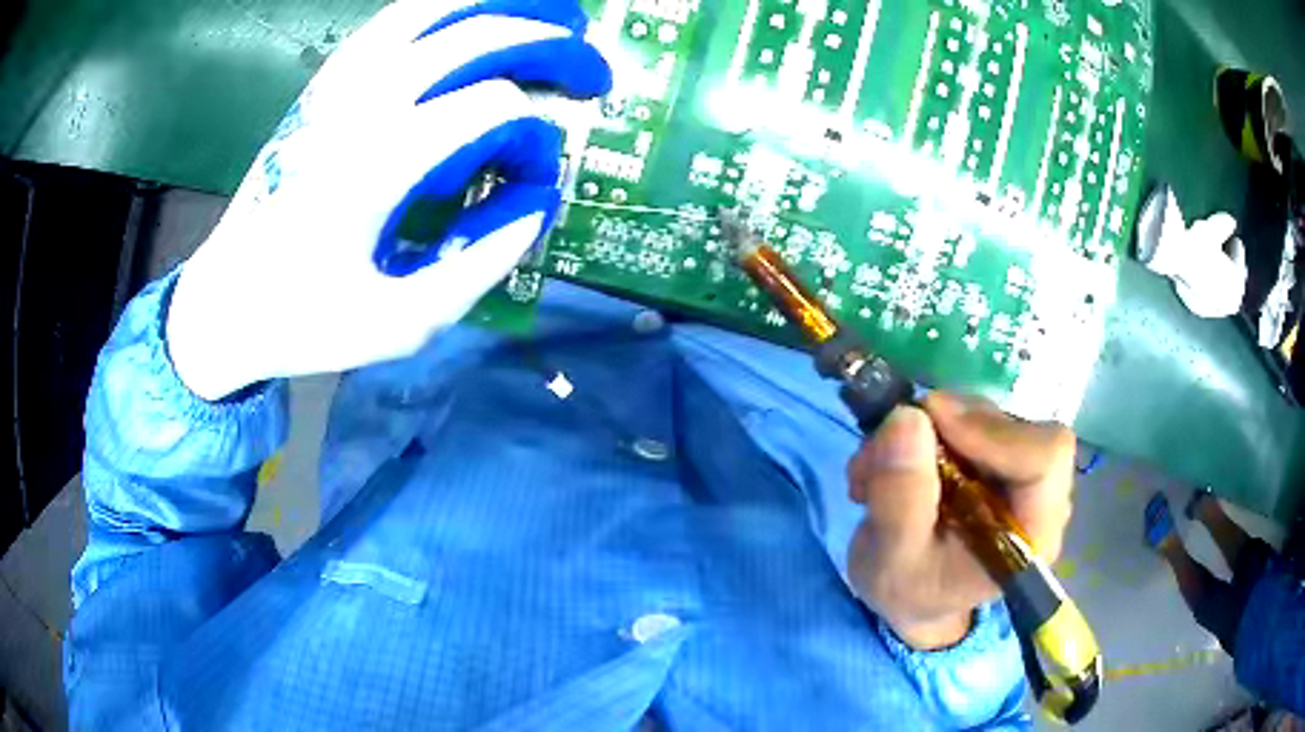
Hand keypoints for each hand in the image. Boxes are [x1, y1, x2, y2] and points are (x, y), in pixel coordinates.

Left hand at [166, 0, 611, 399]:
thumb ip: (479, 261)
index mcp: (379, 163)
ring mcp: (338, 85)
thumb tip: (537, 202)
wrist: (226, 300)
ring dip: (503, 6)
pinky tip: (475, 18)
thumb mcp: (401, 323)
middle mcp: (361, 105)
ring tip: (552, 17)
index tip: (535, 182)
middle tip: (593, 68)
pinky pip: (393, 22)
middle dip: (551, 45)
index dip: (533, 140)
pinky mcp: (324, 85)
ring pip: (435, 10)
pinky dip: (446, 9)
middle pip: (479, 37)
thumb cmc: (307, 319)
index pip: (494, 110)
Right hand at [846, 393, 1074, 649]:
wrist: (914, 596)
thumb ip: (900, 500)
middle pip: (1012, 427)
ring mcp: (1021, 469)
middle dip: (944, 428)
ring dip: (925, 427)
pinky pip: (968, 415)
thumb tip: (906, 417)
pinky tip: (894, 460)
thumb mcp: (891, 563)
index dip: (993, 432)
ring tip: (875, 467)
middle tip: (882, 451)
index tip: (930, 422)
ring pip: (985, 414)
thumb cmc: (911, 592)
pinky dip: (925, 426)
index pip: (1045, 458)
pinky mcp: (998, 452)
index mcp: (1033, 534)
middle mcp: (1040, 495)